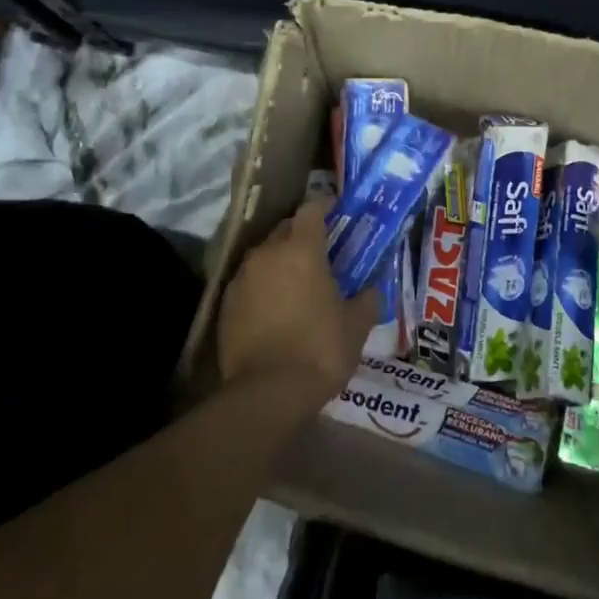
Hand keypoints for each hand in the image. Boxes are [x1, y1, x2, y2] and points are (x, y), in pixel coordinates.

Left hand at [217, 197, 379, 406]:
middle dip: (302, 235)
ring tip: (298, 282)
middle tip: (322, 252)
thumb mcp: (357, 324)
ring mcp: (242, 277)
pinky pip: (249, 282)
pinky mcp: (225, 303)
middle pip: (285, 229)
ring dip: (281, 261)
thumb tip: (373, 287)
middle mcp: (267, 253)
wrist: (267, 392)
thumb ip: (367, 298)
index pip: (311, 209)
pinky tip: (275, 307)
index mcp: (301, 249)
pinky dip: (263, 286)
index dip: (325, 206)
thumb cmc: (320, 349)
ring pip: (264, 256)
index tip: (337, 211)